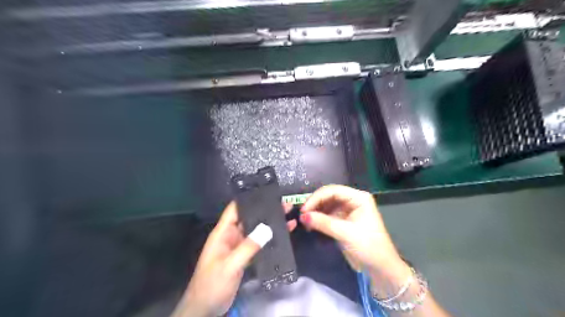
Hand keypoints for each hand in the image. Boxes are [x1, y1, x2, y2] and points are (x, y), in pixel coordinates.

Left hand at [172, 203, 295, 316]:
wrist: (206, 309)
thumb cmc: (212, 284)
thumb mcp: (230, 265)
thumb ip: (247, 247)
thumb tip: (267, 228)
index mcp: (223, 233)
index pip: (235, 209)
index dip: (248, 199)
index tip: (266, 191)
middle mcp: (231, 236)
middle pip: (249, 218)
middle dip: (265, 210)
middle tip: (284, 204)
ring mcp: (239, 246)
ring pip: (256, 230)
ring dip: (270, 224)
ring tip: (288, 215)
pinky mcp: (245, 256)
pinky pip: (259, 243)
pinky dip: (270, 238)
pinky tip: (283, 235)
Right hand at [300, 184, 411, 295]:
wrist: (380, 268)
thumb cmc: (368, 247)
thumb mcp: (345, 233)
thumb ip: (323, 223)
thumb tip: (302, 216)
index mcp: (358, 198)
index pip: (333, 191)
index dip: (317, 198)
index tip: (304, 209)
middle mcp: (352, 200)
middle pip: (328, 196)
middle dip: (315, 204)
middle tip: (302, 215)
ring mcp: (347, 210)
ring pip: (326, 205)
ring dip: (315, 211)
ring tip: (304, 221)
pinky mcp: (342, 221)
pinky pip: (327, 215)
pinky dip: (318, 219)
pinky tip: (310, 224)